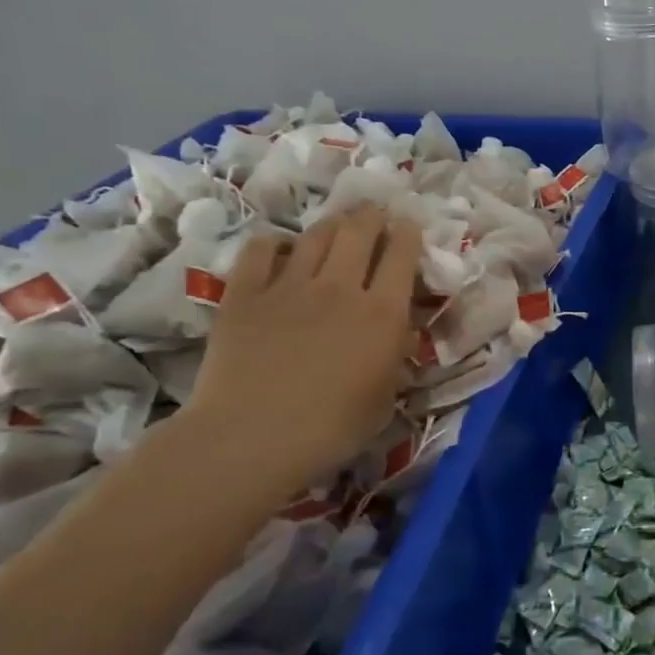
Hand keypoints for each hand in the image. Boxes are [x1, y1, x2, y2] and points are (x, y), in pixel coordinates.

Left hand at [181, 207, 421, 500]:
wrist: (252, 437)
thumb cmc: (332, 429)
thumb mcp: (385, 398)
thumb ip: (394, 356)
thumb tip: (395, 332)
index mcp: (383, 314)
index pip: (402, 254)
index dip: (408, 234)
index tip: (409, 228)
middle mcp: (341, 287)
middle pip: (360, 230)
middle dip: (373, 216)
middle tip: (375, 217)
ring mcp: (289, 286)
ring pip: (317, 233)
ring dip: (333, 224)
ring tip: (338, 226)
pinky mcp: (245, 293)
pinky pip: (262, 250)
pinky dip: (277, 243)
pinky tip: (281, 249)